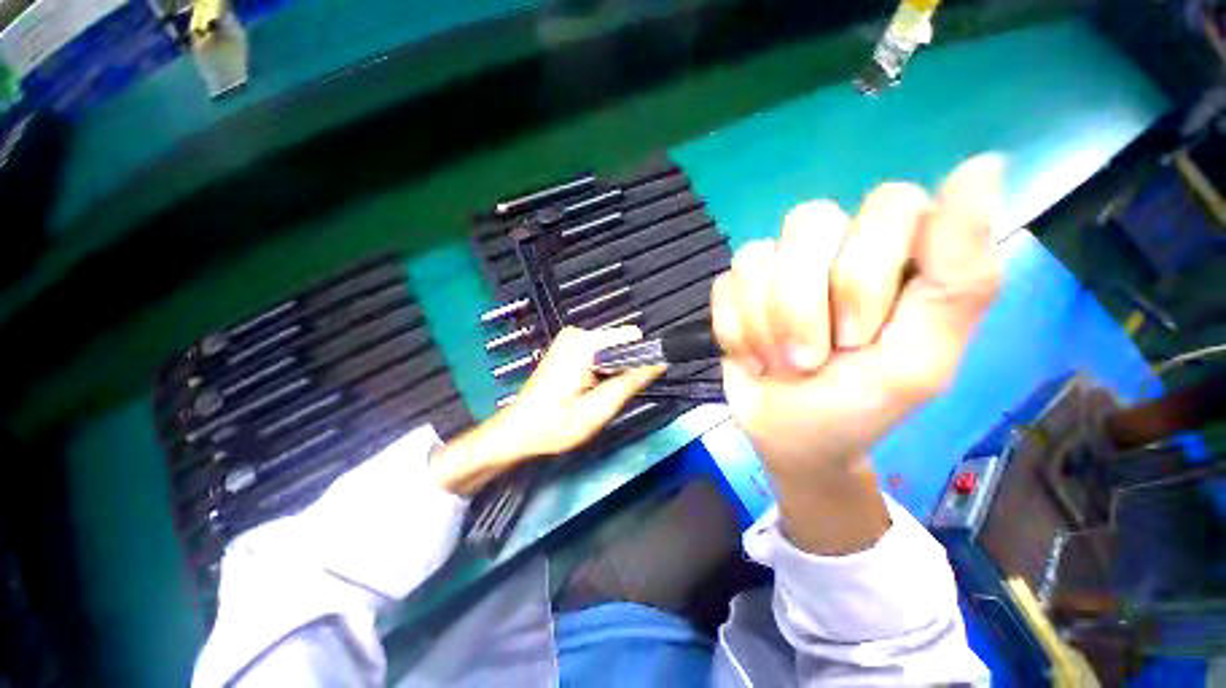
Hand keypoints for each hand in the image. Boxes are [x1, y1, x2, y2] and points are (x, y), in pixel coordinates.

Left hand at [431, 326, 663, 495]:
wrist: (517, 431)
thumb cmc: (555, 425)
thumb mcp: (598, 410)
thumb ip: (630, 383)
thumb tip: (660, 363)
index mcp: (584, 344)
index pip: (632, 338)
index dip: (638, 362)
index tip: (630, 386)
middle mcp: (577, 333)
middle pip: (621, 345)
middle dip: (621, 370)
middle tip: (605, 397)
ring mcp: (571, 338)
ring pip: (612, 351)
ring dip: (610, 373)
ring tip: (593, 396)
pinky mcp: (568, 346)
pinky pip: (599, 354)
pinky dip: (600, 371)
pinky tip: (585, 389)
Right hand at [711, 155, 1002, 551]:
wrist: (790, 437)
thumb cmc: (859, 407)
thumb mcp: (920, 360)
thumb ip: (960, 277)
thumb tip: (987, 162)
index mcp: (897, 256)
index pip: (888, 204)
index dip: (864, 272)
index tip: (861, 336)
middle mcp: (836, 246)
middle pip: (810, 220)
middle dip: (803, 303)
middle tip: (811, 358)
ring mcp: (777, 265)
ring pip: (756, 256)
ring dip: (765, 324)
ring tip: (779, 362)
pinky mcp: (734, 288)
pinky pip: (725, 285)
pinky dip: (736, 330)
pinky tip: (751, 356)